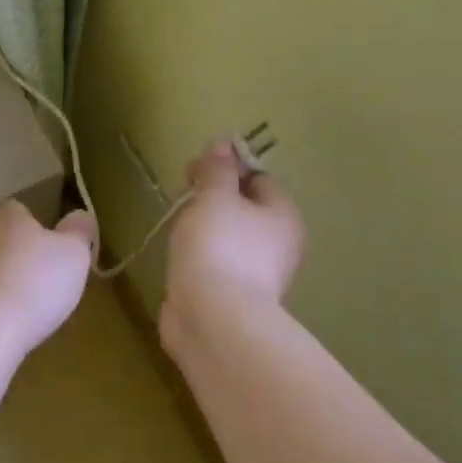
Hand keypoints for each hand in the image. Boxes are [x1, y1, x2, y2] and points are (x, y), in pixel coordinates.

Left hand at [0, 200, 96, 364]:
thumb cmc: (34, 285)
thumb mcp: (74, 254)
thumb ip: (80, 230)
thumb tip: (80, 216)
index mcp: (8, 217)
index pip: (21, 210)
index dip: (40, 228)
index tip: (55, 250)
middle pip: (4, 240)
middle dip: (22, 258)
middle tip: (46, 283)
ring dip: (4, 285)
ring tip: (27, 311)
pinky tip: (5, 328)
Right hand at [165, 138, 303, 320]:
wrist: (213, 319)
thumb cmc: (219, 246)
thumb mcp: (214, 196)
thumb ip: (217, 169)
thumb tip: (223, 143)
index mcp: (283, 215)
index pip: (258, 178)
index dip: (227, 168)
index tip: (193, 171)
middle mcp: (279, 244)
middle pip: (244, 208)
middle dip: (212, 200)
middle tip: (182, 198)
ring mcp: (258, 274)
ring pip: (229, 237)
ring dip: (203, 230)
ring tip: (177, 230)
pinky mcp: (234, 298)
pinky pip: (216, 264)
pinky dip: (199, 258)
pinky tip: (179, 259)